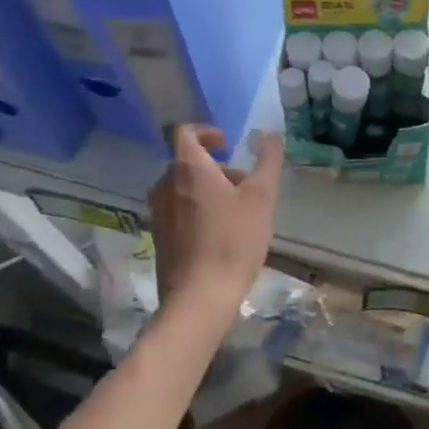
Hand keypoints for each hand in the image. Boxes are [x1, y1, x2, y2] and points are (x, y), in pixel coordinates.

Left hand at [148, 126, 284, 320]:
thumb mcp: (261, 197)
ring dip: (207, 188)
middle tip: (243, 183)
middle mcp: (165, 184)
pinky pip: (177, 209)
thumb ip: (267, 160)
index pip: (184, 132)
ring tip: (236, 211)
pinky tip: (220, 233)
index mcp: (187, 167)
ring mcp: (158, 212)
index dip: (206, 131)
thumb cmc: (233, 240)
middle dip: (215, 166)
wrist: (199, 297)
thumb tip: (271, 133)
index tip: (227, 143)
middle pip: (187, 161)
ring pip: (182, 186)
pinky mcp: (158, 236)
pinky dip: (196, 209)